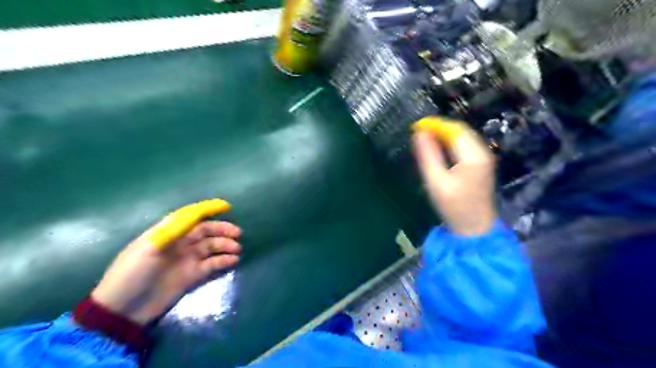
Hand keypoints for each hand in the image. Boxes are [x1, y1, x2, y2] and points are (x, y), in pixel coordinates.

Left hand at [90, 203, 239, 325]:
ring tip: (237, 249)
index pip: (191, 216)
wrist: (123, 310)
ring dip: (225, 246)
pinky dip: (223, 261)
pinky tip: (233, 261)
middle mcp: (180, 243)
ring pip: (212, 247)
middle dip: (222, 230)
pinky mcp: (192, 275)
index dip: (208, 209)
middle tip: (238, 234)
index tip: (226, 207)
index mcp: (167, 233)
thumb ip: (173, 230)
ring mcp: (187, 260)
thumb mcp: (148, 248)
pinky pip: (212, 264)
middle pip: (205, 231)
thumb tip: (195, 215)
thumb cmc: (132, 274)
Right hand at [412, 116, 500, 235]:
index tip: (416, 126)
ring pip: (463, 137)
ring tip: (426, 138)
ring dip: (444, 135)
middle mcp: (483, 152)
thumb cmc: (454, 207)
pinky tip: (439, 148)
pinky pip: (465, 145)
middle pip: (460, 131)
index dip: (435, 125)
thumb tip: (419, 134)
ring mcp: (484, 158)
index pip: (454, 131)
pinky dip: (451, 143)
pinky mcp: (481, 164)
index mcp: (474, 156)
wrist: (474, 228)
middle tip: (419, 132)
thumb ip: (428, 156)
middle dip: (439, 128)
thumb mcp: (436, 182)